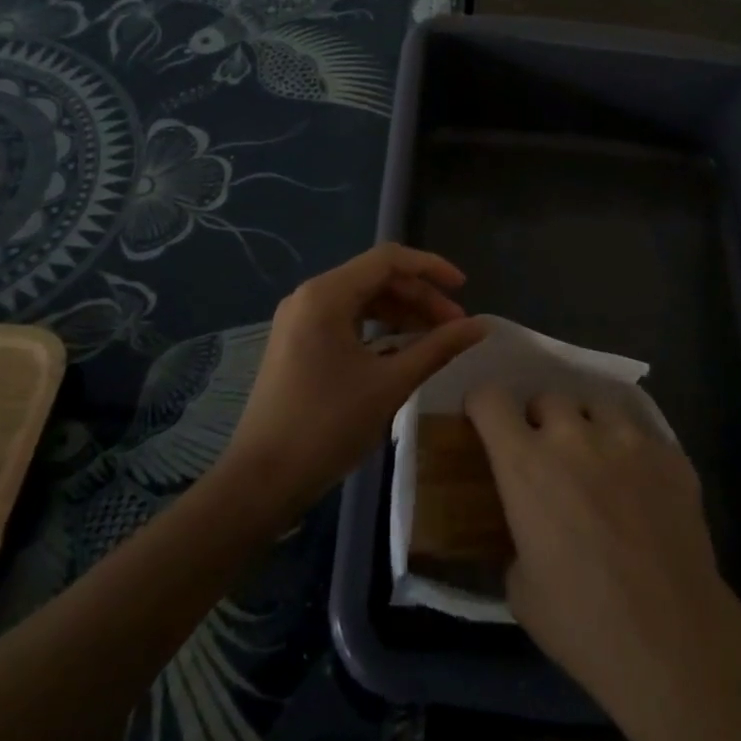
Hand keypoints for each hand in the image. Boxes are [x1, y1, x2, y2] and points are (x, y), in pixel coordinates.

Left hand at [223, 244, 487, 516]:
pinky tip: (401, 351)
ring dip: (401, 313)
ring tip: (435, 339)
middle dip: (419, 297)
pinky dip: (378, 328)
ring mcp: (300, 319)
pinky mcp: (297, 342)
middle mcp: (310, 295)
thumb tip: (480, 326)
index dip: (431, 267)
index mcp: (327, 294)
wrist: (260, 481)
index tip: (464, 289)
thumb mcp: (390, 384)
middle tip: (455, 326)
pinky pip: (346, 319)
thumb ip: (437, 348)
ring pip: (362, 298)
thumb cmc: (326, 426)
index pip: (389, 259)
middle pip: (376, 278)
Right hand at [464, 385, 740, 729]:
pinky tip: (643, 490)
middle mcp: (574, 436)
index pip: (490, 398)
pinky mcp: (670, 453)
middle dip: (541, 421)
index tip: (484, 421)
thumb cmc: (583, 623)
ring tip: (599, 463)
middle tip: (549, 457)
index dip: (483, 405)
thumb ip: (517, 537)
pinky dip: (633, 454)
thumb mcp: (521, 588)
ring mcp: (627, 439)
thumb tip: (528, 530)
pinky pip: (642, 435)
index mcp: (526, 464)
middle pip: (547, 397)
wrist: (673, 641)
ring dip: (589, 427)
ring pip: (597, 405)